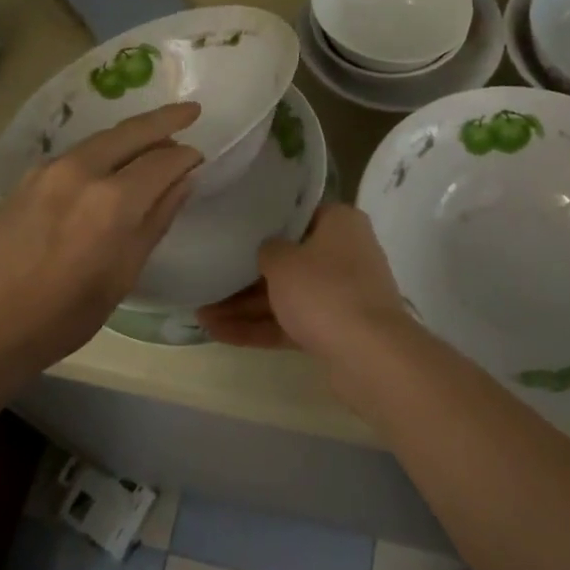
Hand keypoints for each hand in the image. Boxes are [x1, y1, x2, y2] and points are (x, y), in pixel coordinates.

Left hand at [0, 103, 201, 371]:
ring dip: (133, 134)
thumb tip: (183, 181)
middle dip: (166, 119)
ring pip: (103, 138)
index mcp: (113, 201)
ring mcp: (49, 170)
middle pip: (132, 131)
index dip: (187, 157)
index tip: (200, 158)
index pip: (164, 160)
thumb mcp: (122, 276)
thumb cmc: (62, 316)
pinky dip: (104, 150)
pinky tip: (110, 165)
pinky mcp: (27, 177)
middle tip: (191, 111)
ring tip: (154, 139)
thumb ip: (156, 221)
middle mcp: (82, 171)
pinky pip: (77, 153)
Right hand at [198, 203, 408, 358]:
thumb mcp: (282, 261)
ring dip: (246, 305)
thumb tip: (266, 251)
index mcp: (340, 223)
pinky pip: (291, 322)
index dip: (263, 222)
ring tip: (200, 312)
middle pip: (289, 258)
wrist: (368, 356)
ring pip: (286, 294)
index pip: (297, 214)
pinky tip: (218, 333)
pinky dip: (259, 327)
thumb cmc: (324, 290)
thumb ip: (266, 249)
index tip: (233, 228)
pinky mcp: (335, 329)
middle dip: (246, 273)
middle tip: (209, 276)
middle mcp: (345, 253)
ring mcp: (341, 294)